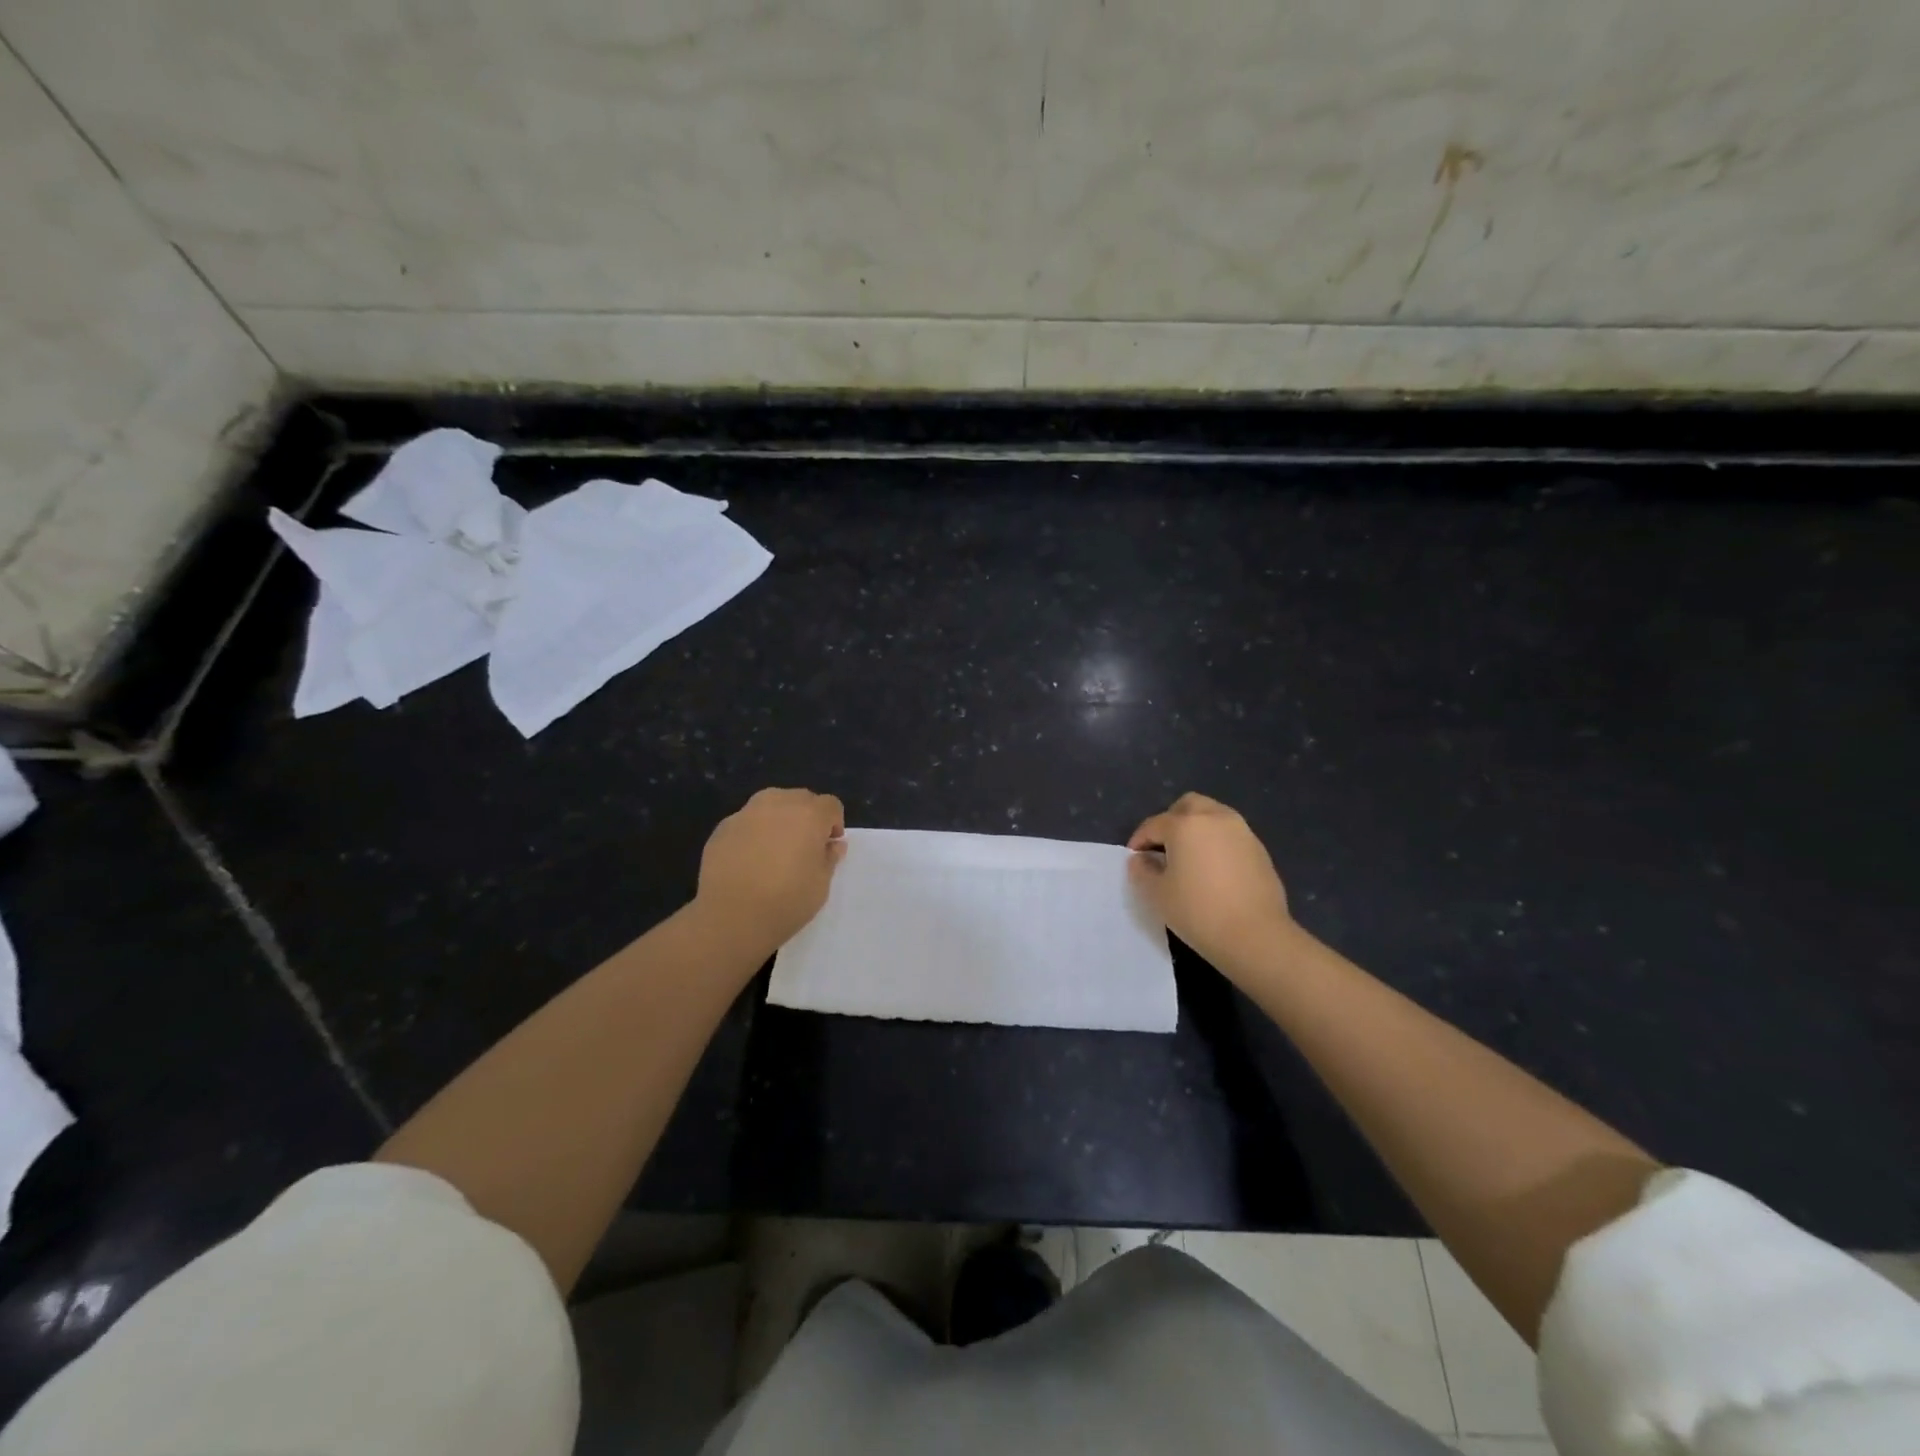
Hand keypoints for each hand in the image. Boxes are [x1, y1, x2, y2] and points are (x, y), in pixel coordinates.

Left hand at [694, 788, 846, 955]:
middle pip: (801, 798)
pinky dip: (753, 832)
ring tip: (775, 849)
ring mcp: (746, 813)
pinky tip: (749, 860)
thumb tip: (832, 844)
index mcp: (809, 814)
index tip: (828, 846)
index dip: (834, 824)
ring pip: (771, 804)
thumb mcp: (821, 884)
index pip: (830, 805)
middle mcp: (778, 804)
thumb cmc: (786, 901)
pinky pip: (747, 821)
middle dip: (807, 817)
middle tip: (803, 847)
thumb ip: (829, 858)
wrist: (730, 917)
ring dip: (779, 819)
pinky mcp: (723, 828)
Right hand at [1128, 793, 1293, 973]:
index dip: (1139, 840)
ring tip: (1189, 858)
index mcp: (1185, 825)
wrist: (1256, 936)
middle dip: (1171, 821)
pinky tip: (1213, 870)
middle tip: (1163, 847)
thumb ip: (1142, 871)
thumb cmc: (1199, 912)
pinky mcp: (1260, 850)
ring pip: (1213, 816)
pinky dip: (1217, 843)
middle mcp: (1215, 818)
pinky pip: (1231, 835)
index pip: (1154, 825)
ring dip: (1197, 829)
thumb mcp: (1157, 894)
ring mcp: (1242, 832)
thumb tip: (1141, 859)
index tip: (1134, 859)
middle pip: (1188, 805)